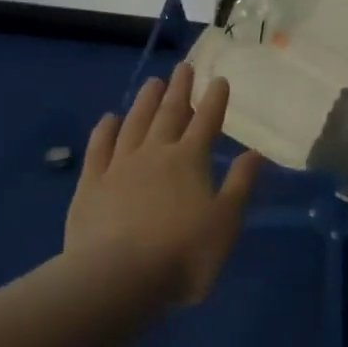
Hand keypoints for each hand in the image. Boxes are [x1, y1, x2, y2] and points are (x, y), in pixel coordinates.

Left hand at [63, 62, 262, 307]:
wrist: (117, 279)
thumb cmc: (182, 253)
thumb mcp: (226, 222)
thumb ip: (240, 184)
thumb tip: (256, 152)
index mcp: (190, 160)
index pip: (206, 121)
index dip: (214, 100)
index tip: (219, 79)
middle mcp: (156, 153)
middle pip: (170, 113)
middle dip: (179, 90)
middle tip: (183, 67)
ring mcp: (120, 166)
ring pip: (135, 124)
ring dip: (145, 102)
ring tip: (153, 82)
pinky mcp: (91, 185)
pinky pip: (99, 149)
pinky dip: (105, 131)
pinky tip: (109, 119)